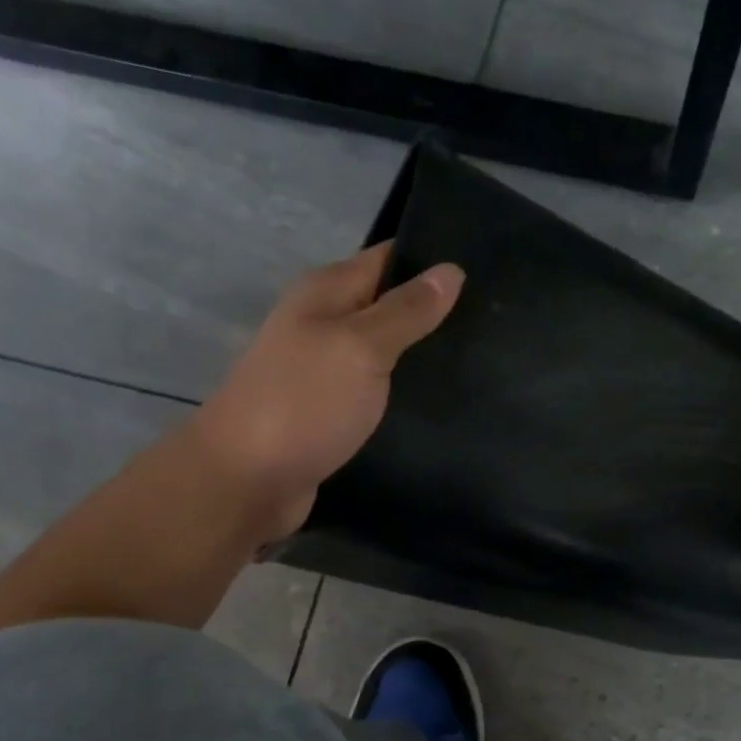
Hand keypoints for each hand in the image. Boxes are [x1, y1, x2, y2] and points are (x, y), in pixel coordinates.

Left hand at [192, 243, 464, 542]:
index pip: (389, 260)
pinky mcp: (330, 412)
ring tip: (481, 363)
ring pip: (384, 353)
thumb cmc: (304, 403)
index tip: (484, 273)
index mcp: (325, 293)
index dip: (433, 264)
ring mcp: (324, 371)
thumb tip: (452, 270)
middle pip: (387, 307)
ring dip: (421, 358)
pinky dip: (403, 394)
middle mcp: (322, 323)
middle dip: (434, 314)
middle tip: (492, 327)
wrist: (247, 480)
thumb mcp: (360, 347)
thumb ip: (406, 311)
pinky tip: (440, 403)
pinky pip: (375, 391)